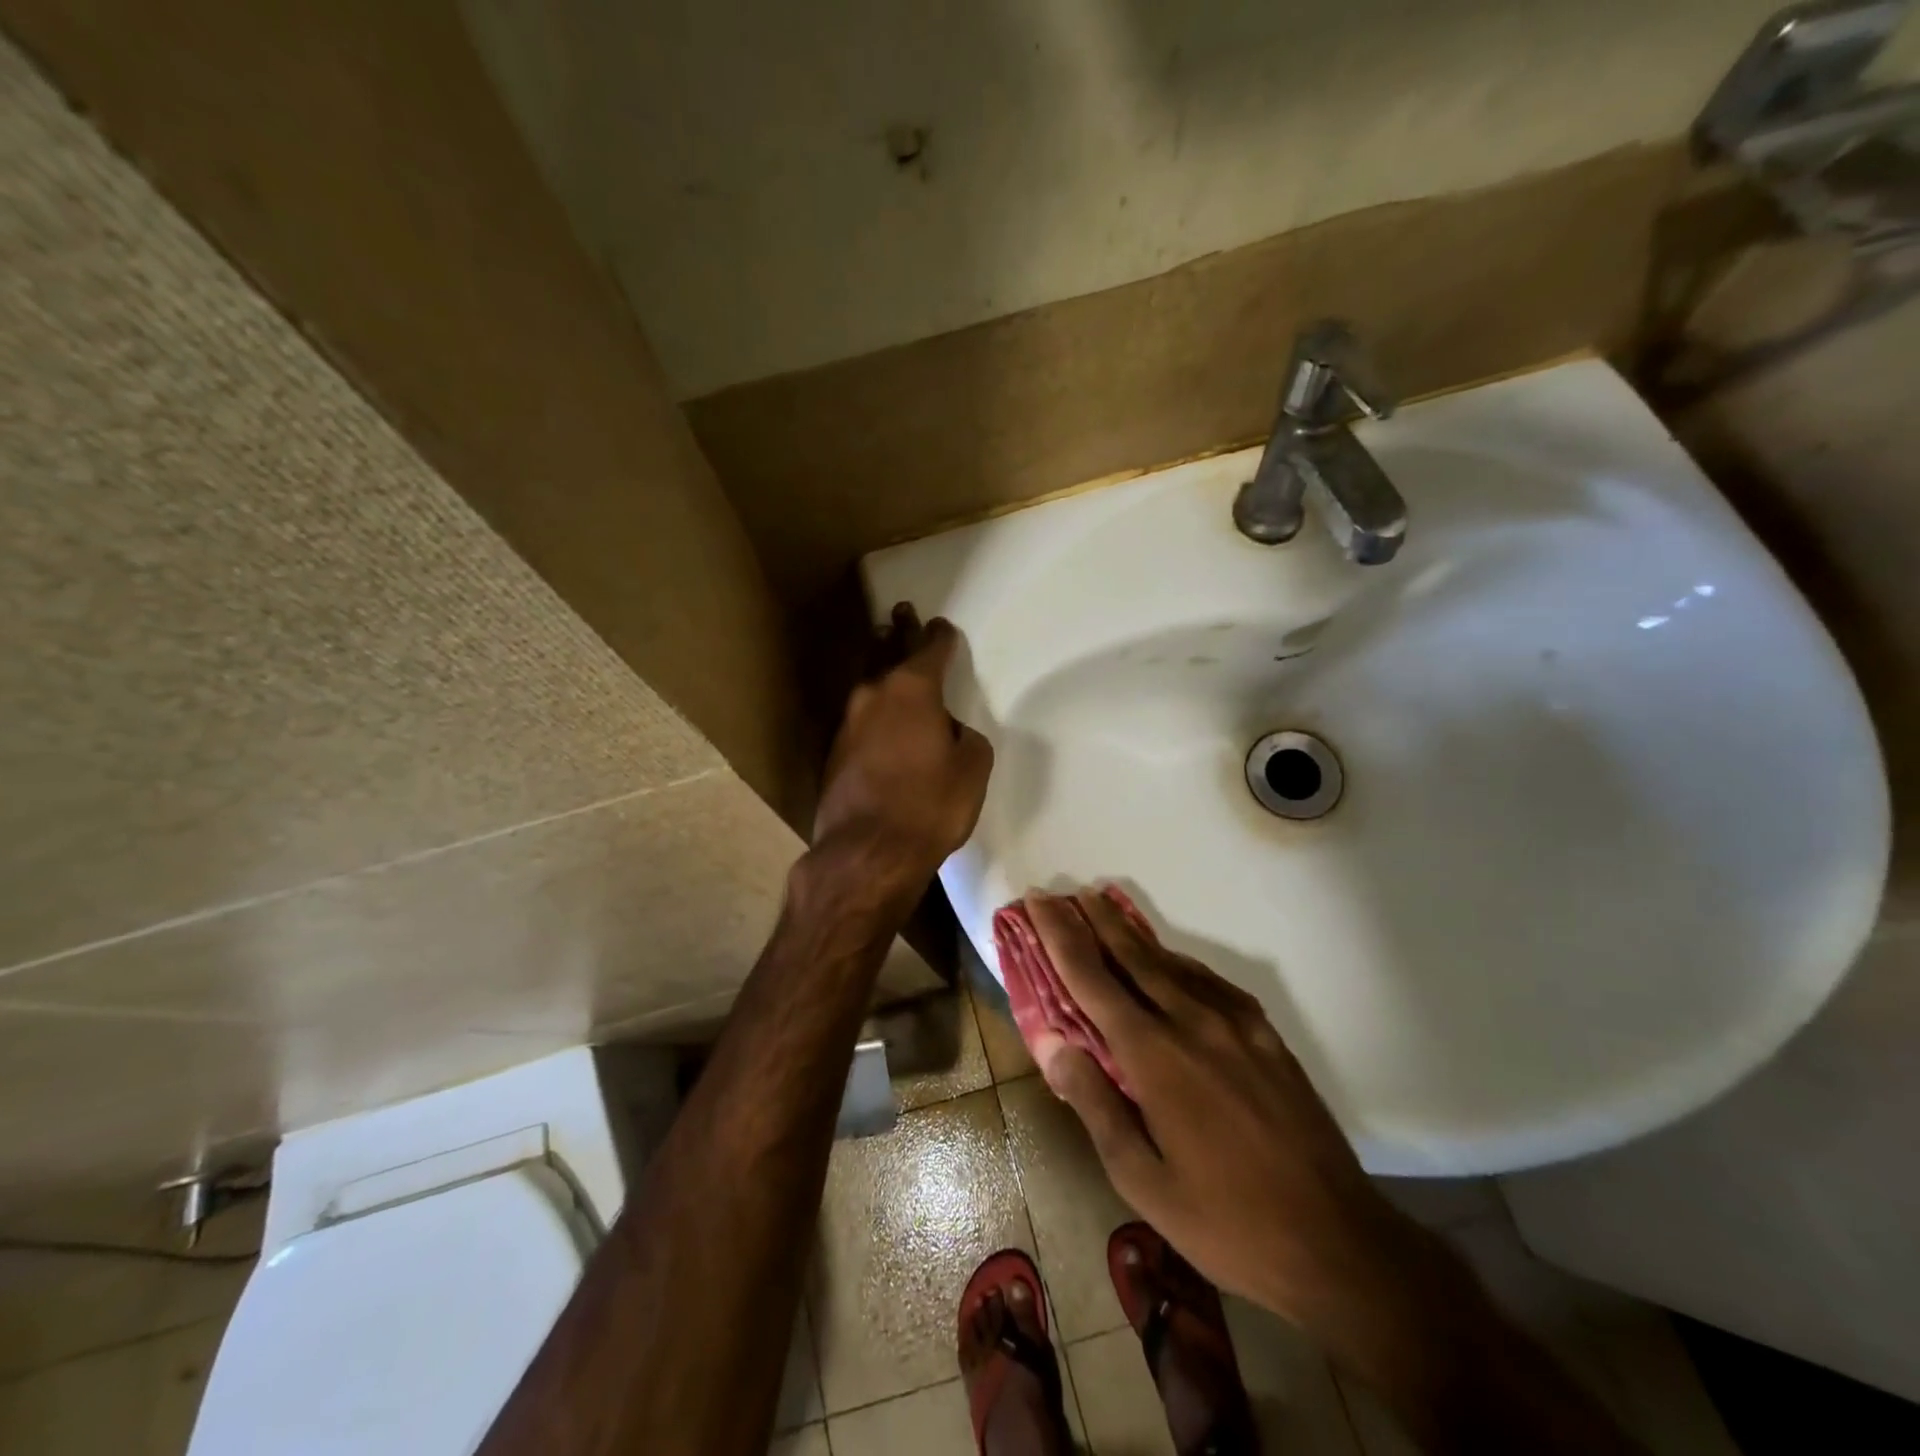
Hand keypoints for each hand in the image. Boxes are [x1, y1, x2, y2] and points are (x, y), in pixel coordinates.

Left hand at [811, 607, 993, 905]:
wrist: (867, 852)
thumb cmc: (930, 806)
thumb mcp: (971, 769)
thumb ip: (966, 739)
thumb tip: (948, 733)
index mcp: (913, 690)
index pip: (930, 649)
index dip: (940, 636)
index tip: (942, 626)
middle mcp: (874, 695)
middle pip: (888, 652)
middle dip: (898, 632)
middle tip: (901, 611)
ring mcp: (847, 723)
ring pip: (869, 683)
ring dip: (879, 664)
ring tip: (884, 647)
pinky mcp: (833, 752)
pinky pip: (860, 718)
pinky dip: (872, 709)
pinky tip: (877, 716)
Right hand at [1024, 889, 1431, 1345]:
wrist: (1338, 1242)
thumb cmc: (1225, 1222)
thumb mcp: (1142, 1180)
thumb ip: (1094, 1102)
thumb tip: (1050, 1041)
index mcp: (1153, 1056)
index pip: (1092, 979)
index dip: (1060, 936)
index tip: (1038, 901)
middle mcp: (1191, 1022)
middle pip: (1131, 955)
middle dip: (1092, 919)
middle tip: (1064, 893)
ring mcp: (1235, 1024)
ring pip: (1171, 962)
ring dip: (1132, 934)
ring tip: (1105, 910)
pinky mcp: (1265, 1034)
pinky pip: (1210, 982)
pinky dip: (1178, 962)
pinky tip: (1170, 962)